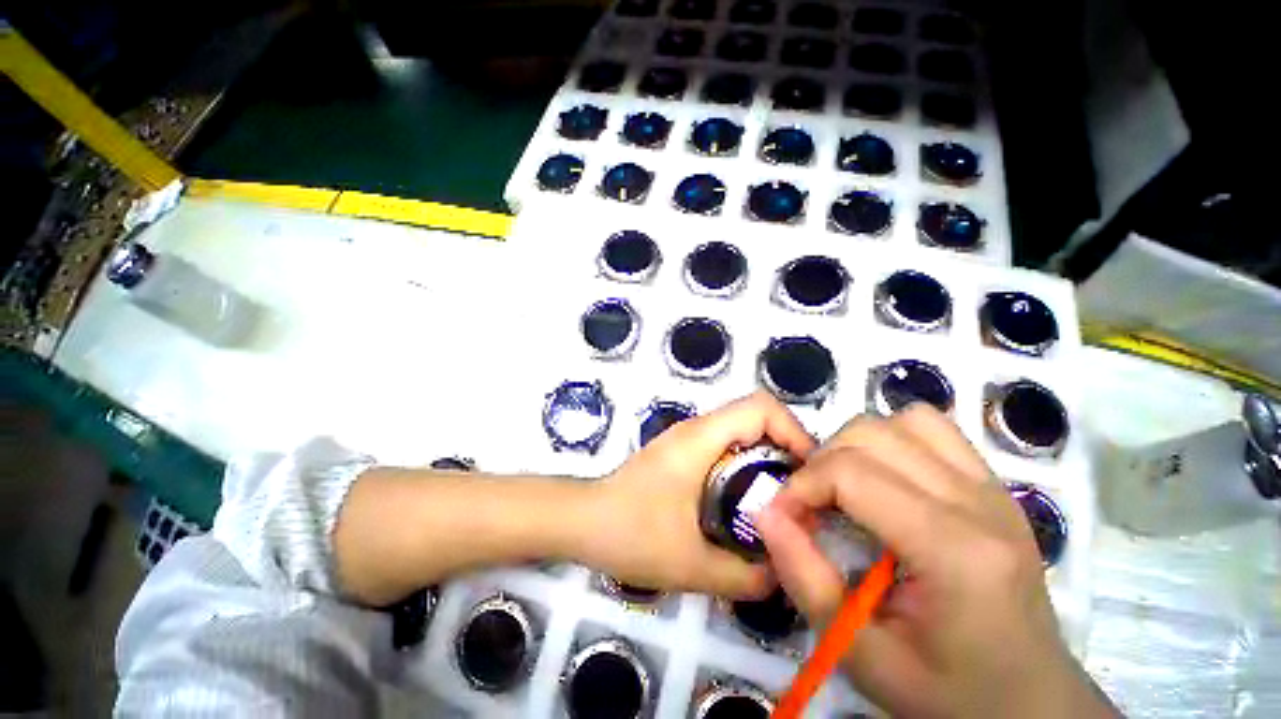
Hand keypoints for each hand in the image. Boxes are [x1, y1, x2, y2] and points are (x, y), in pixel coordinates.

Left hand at [587, 392, 816, 599]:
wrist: (582, 521)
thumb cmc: (629, 532)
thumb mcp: (691, 564)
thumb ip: (745, 576)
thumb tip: (785, 575)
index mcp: (700, 438)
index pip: (761, 406)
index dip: (794, 431)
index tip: (807, 474)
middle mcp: (696, 429)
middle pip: (756, 416)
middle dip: (787, 449)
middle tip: (801, 495)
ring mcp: (687, 439)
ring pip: (742, 431)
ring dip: (768, 459)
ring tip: (781, 503)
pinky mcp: (681, 453)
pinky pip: (727, 447)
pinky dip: (748, 466)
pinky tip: (748, 504)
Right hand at [755, 405, 1118, 718]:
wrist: (1029, 701)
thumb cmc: (946, 691)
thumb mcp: (860, 653)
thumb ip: (804, 577)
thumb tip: (765, 512)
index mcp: (955, 552)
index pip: (852, 474)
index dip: (801, 486)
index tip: (784, 517)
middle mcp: (980, 504)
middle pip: (871, 435)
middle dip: (822, 463)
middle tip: (812, 505)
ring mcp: (993, 488)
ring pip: (902, 421)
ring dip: (856, 445)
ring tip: (846, 487)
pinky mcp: (993, 484)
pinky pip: (932, 429)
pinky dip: (893, 439)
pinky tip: (885, 477)